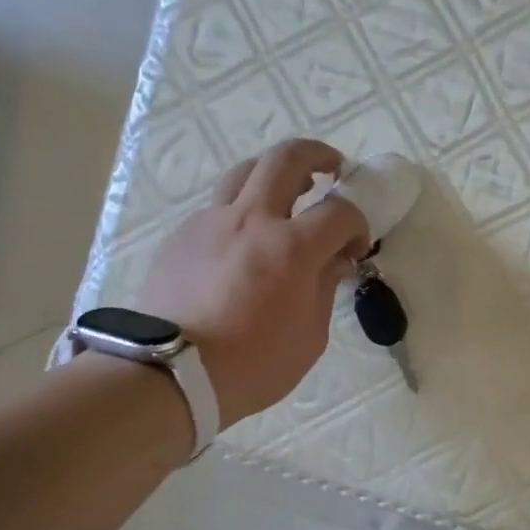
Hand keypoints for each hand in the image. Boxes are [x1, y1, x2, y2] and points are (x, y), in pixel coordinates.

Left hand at [134, 139, 369, 428]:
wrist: (172, 374)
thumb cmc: (253, 364)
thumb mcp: (310, 337)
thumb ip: (325, 288)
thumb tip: (334, 260)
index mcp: (291, 248)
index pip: (339, 212)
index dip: (357, 224)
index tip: (356, 246)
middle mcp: (252, 220)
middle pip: (286, 158)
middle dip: (318, 156)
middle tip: (333, 170)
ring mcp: (211, 222)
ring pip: (245, 171)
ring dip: (274, 173)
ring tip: (287, 192)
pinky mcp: (183, 235)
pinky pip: (218, 207)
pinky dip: (241, 211)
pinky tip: (243, 241)